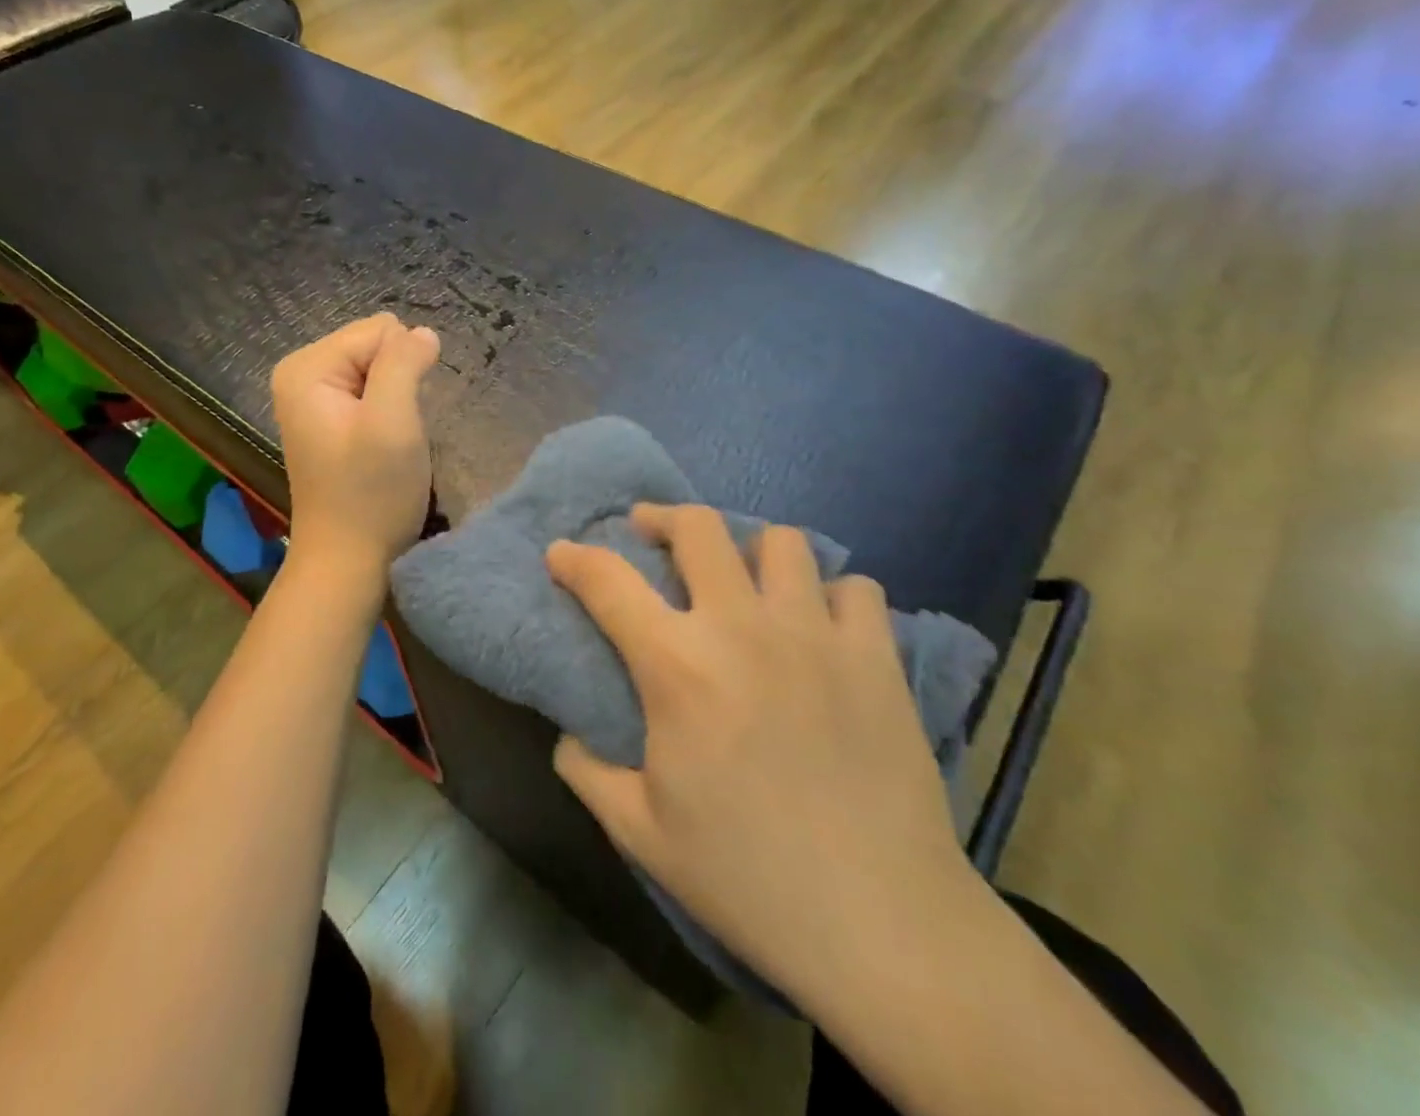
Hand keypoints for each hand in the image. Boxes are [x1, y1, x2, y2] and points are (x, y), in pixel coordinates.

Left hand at [271, 314, 440, 580]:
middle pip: (375, 347)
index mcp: (307, 367)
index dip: (403, 369)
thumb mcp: (393, 421)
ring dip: (396, 401)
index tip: (398, 416)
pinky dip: (388, 414)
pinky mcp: (329, 421)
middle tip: (395, 431)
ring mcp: (313, 399)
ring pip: (379, 371)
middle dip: (397, 383)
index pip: (379, 331)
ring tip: (390, 441)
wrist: (347, 561)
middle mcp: (302, 374)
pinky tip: (383, 446)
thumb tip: (423, 332)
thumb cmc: (371, 493)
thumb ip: (404, 363)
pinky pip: (371, 393)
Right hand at [546, 505, 972, 1006]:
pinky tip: (820, 626)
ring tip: (743, 579)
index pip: (607, 581)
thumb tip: (568, 735)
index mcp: (677, 666)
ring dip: (751, 550)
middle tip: (651, 536)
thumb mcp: (639, 833)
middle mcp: (741, 628)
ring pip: (781, 542)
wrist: (882, 925)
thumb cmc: (747, 878)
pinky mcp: (876, 657)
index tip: (561, 553)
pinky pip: (856, 589)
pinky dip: (831, 596)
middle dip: (663, 518)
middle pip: (698, 527)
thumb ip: (587, 771)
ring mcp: (815, 635)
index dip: (574, 558)